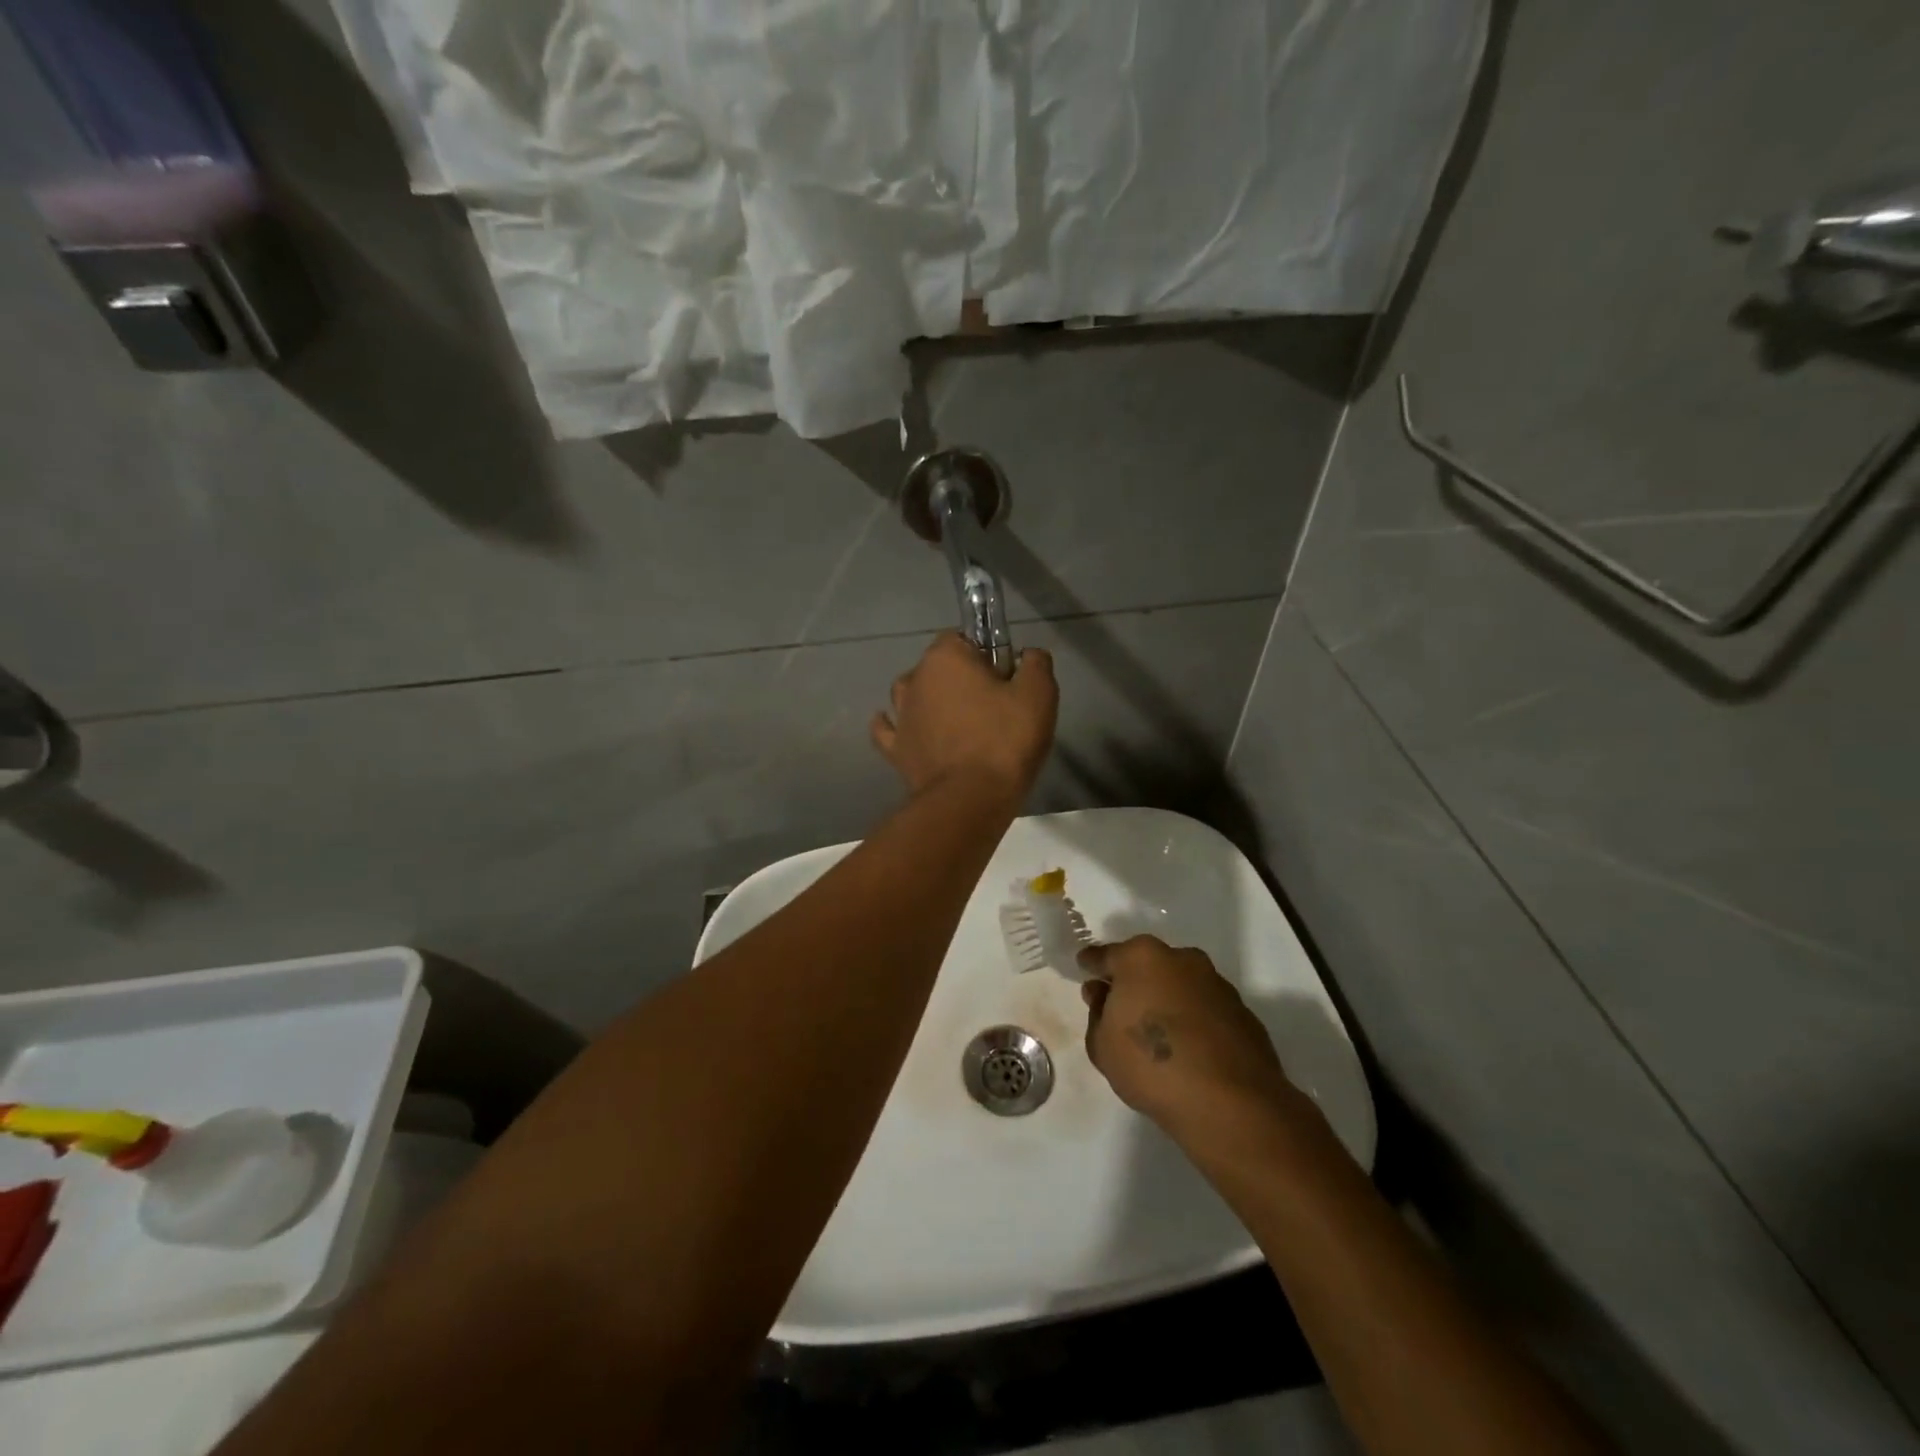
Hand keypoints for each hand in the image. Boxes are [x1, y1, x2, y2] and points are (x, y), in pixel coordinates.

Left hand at [871, 633, 1057, 801]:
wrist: (971, 799)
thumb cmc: (1005, 739)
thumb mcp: (1039, 694)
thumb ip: (1035, 663)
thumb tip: (1027, 654)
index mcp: (945, 657)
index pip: (962, 637)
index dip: (985, 653)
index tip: (1005, 677)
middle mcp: (915, 679)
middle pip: (937, 667)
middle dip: (958, 678)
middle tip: (990, 705)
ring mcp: (900, 715)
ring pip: (910, 694)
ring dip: (928, 700)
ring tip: (955, 721)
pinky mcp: (895, 750)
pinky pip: (890, 730)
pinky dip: (897, 727)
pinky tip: (908, 731)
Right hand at [1080, 936, 1312, 1149]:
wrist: (1230, 1104)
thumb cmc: (1151, 1065)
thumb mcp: (1102, 1045)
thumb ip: (1097, 1013)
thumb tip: (1102, 994)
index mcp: (1141, 958)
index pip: (1106, 955)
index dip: (1093, 965)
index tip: (1085, 968)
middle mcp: (1181, 959)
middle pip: (1147, 964)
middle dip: (1134, 981)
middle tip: (1122, 1007)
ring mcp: (1217, 984)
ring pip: (1181, 984)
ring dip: (1168, 999)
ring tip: (1160, 1033)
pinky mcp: (1243, 1012)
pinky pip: (1206, 1009)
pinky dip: (1195, 1020)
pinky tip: (1189, 1049)